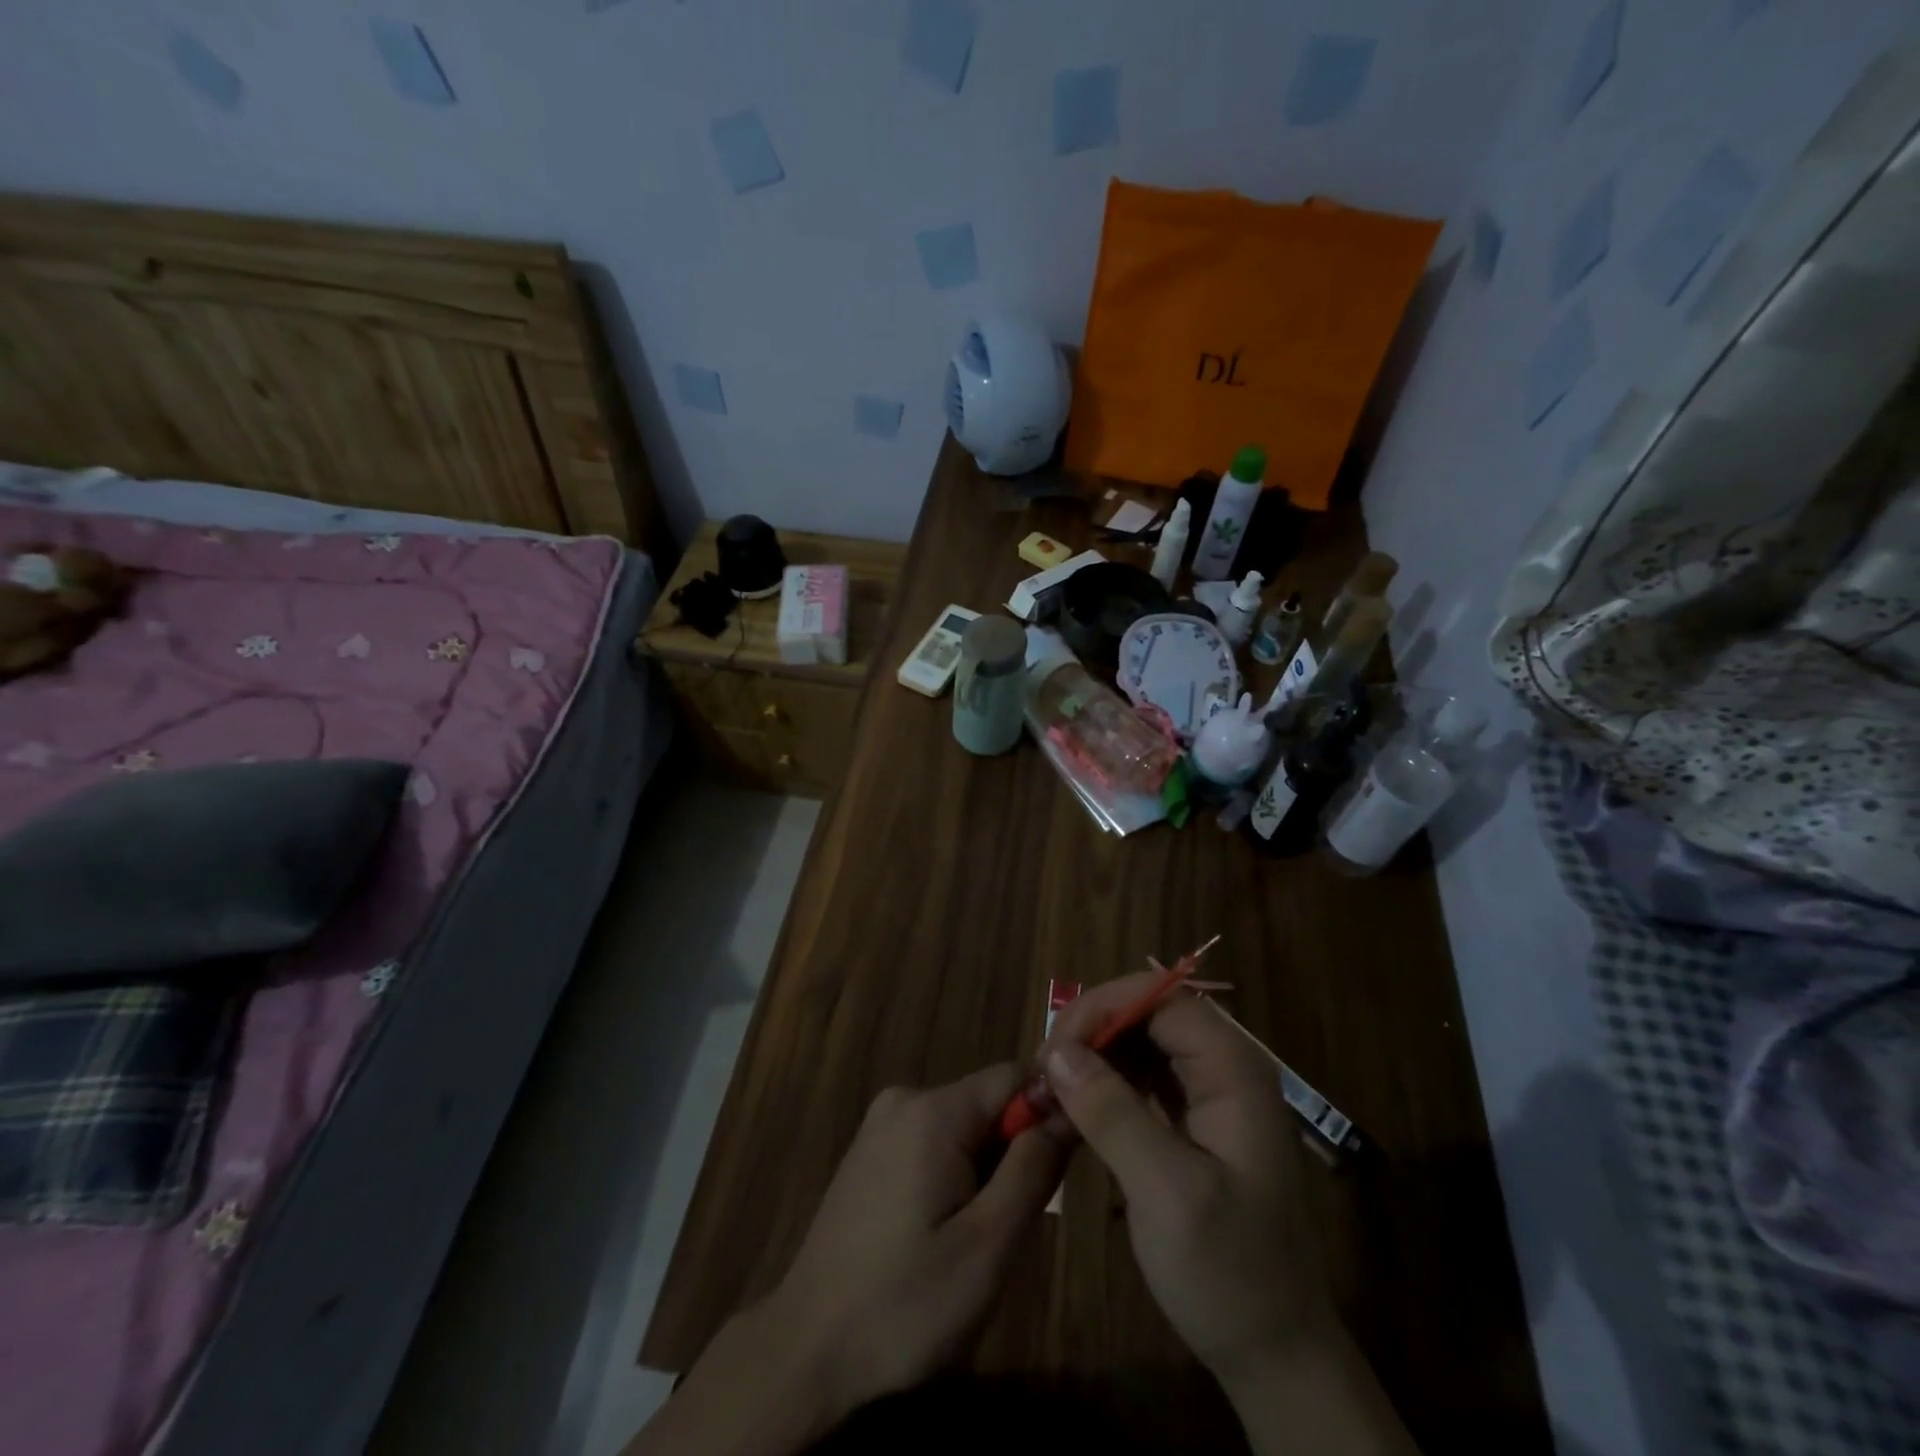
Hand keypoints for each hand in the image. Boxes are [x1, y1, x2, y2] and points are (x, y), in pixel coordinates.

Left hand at [763, 1064, 1067, 1414]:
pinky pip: (932, 1143)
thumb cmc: (905, 1306)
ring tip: (972, 1240)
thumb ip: (1033, 1168)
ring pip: (962, 1127)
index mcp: (933, 1110)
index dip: (1048, 1113)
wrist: (806, 1354)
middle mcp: (904, 1099)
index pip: (1014, 1077)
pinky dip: (952, 1176)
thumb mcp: (988, 1245)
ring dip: (984, 1171)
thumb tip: (1067, 1109)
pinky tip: (939, 1235)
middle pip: (987, 1103)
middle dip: (1012, 1153)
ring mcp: (880, 1125)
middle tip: (1008, 1225)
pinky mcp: (868, 1152)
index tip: (1062, 1168)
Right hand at [1041, 979, 1331, 1383]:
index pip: (1163, 999)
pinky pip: (1144, 1076)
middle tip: (1047, 1069)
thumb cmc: (1228, 1272)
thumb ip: (1112, 1114)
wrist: (1274, 1354)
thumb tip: (1057, 1052)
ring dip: (1096, 1054)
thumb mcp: (1166, 1193)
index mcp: (1234, 1070)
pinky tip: (1078, 1104)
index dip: (1105, 1008)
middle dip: (1095, 1029)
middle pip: (1151, 1013)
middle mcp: (1225, 1068)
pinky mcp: (1193, 1119)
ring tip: (1055, 1085)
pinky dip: (1107, 1081)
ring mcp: (1210, 1094)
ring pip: (1143, 1041)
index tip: (1055, 1047)